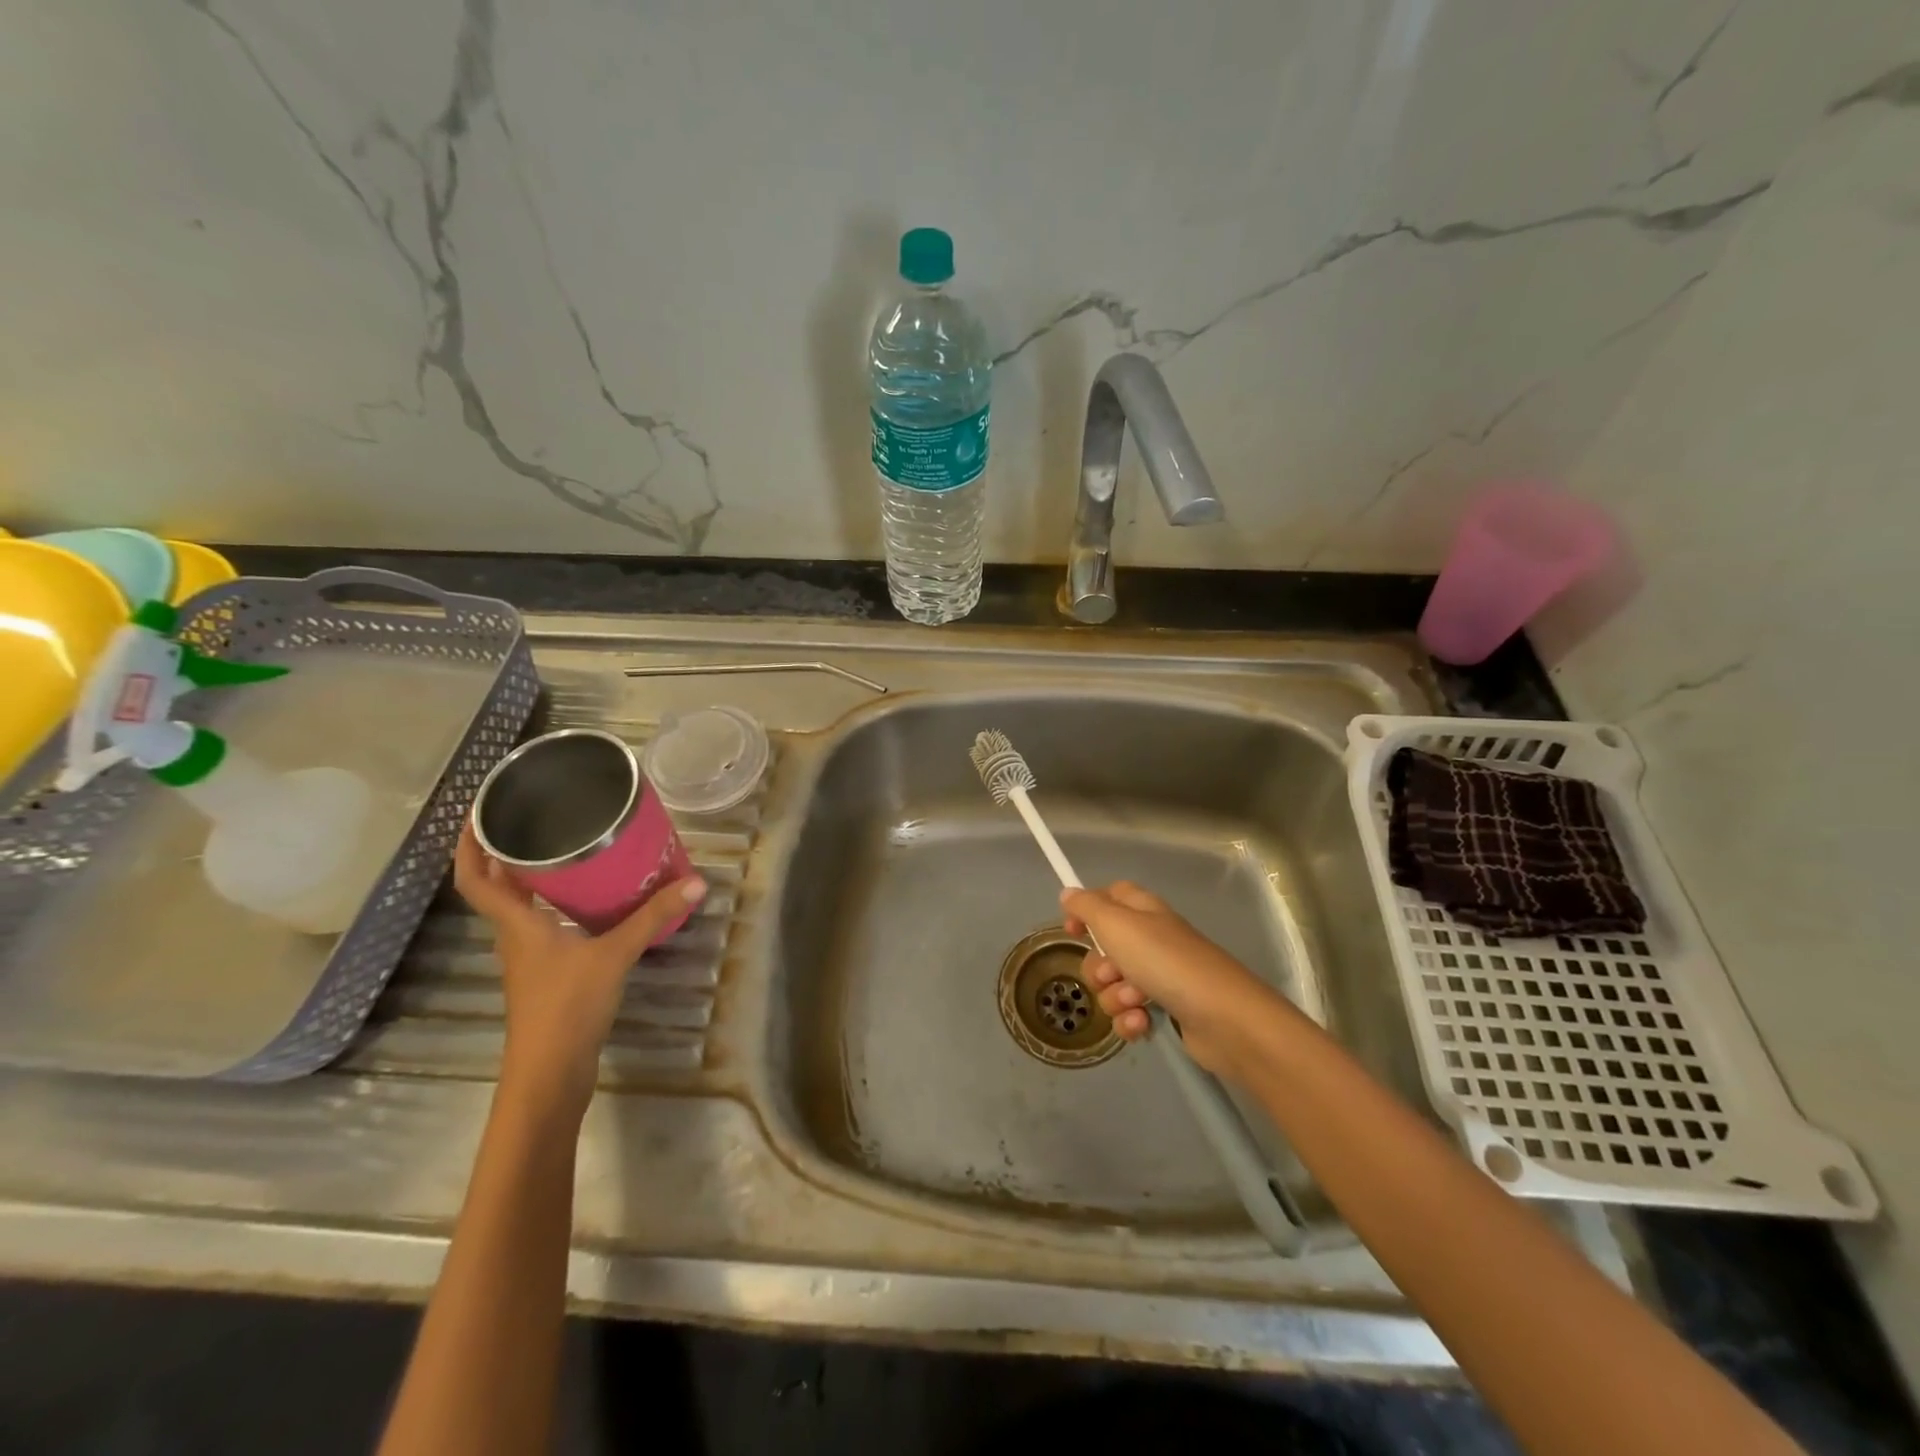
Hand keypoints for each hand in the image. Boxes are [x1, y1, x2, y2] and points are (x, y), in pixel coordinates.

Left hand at [454, 824, 706, 1124]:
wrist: (550, 1073)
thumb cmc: (567, 1006)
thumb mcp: (615, 954)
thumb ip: (652, 917)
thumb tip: (695, 882)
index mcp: (516, 925)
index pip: (476, 879)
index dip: (469, 845)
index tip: (478, 812)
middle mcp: (515, 936)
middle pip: (496, 888)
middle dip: (504, 853)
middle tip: (533, 819)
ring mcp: (529, 958)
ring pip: (520, 908)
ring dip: (531, 879)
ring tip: (567, 849)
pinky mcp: (547, 974)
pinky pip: (544, 926)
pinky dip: (556, 905)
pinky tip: (590, 900)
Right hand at [1062, 882, 1288, 1080]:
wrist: (1223, 1018)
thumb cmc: (1166, 962)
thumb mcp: (1117, 925)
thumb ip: (1087, 907)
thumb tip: (1068, 893)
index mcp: (1143, 911)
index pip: (1110, 896)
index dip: (1087, 910)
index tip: (1071, 930)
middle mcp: (1151, 940)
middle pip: (1104, 948)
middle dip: (1098, 967)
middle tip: (1113, 974)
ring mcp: (1161, 977)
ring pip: (1113, 986)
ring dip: (1115, 997)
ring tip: (1137, 1002)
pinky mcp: (1167, 1012)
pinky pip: (1129, 1014)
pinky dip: (1130, 1021)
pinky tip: (1143, 1024)